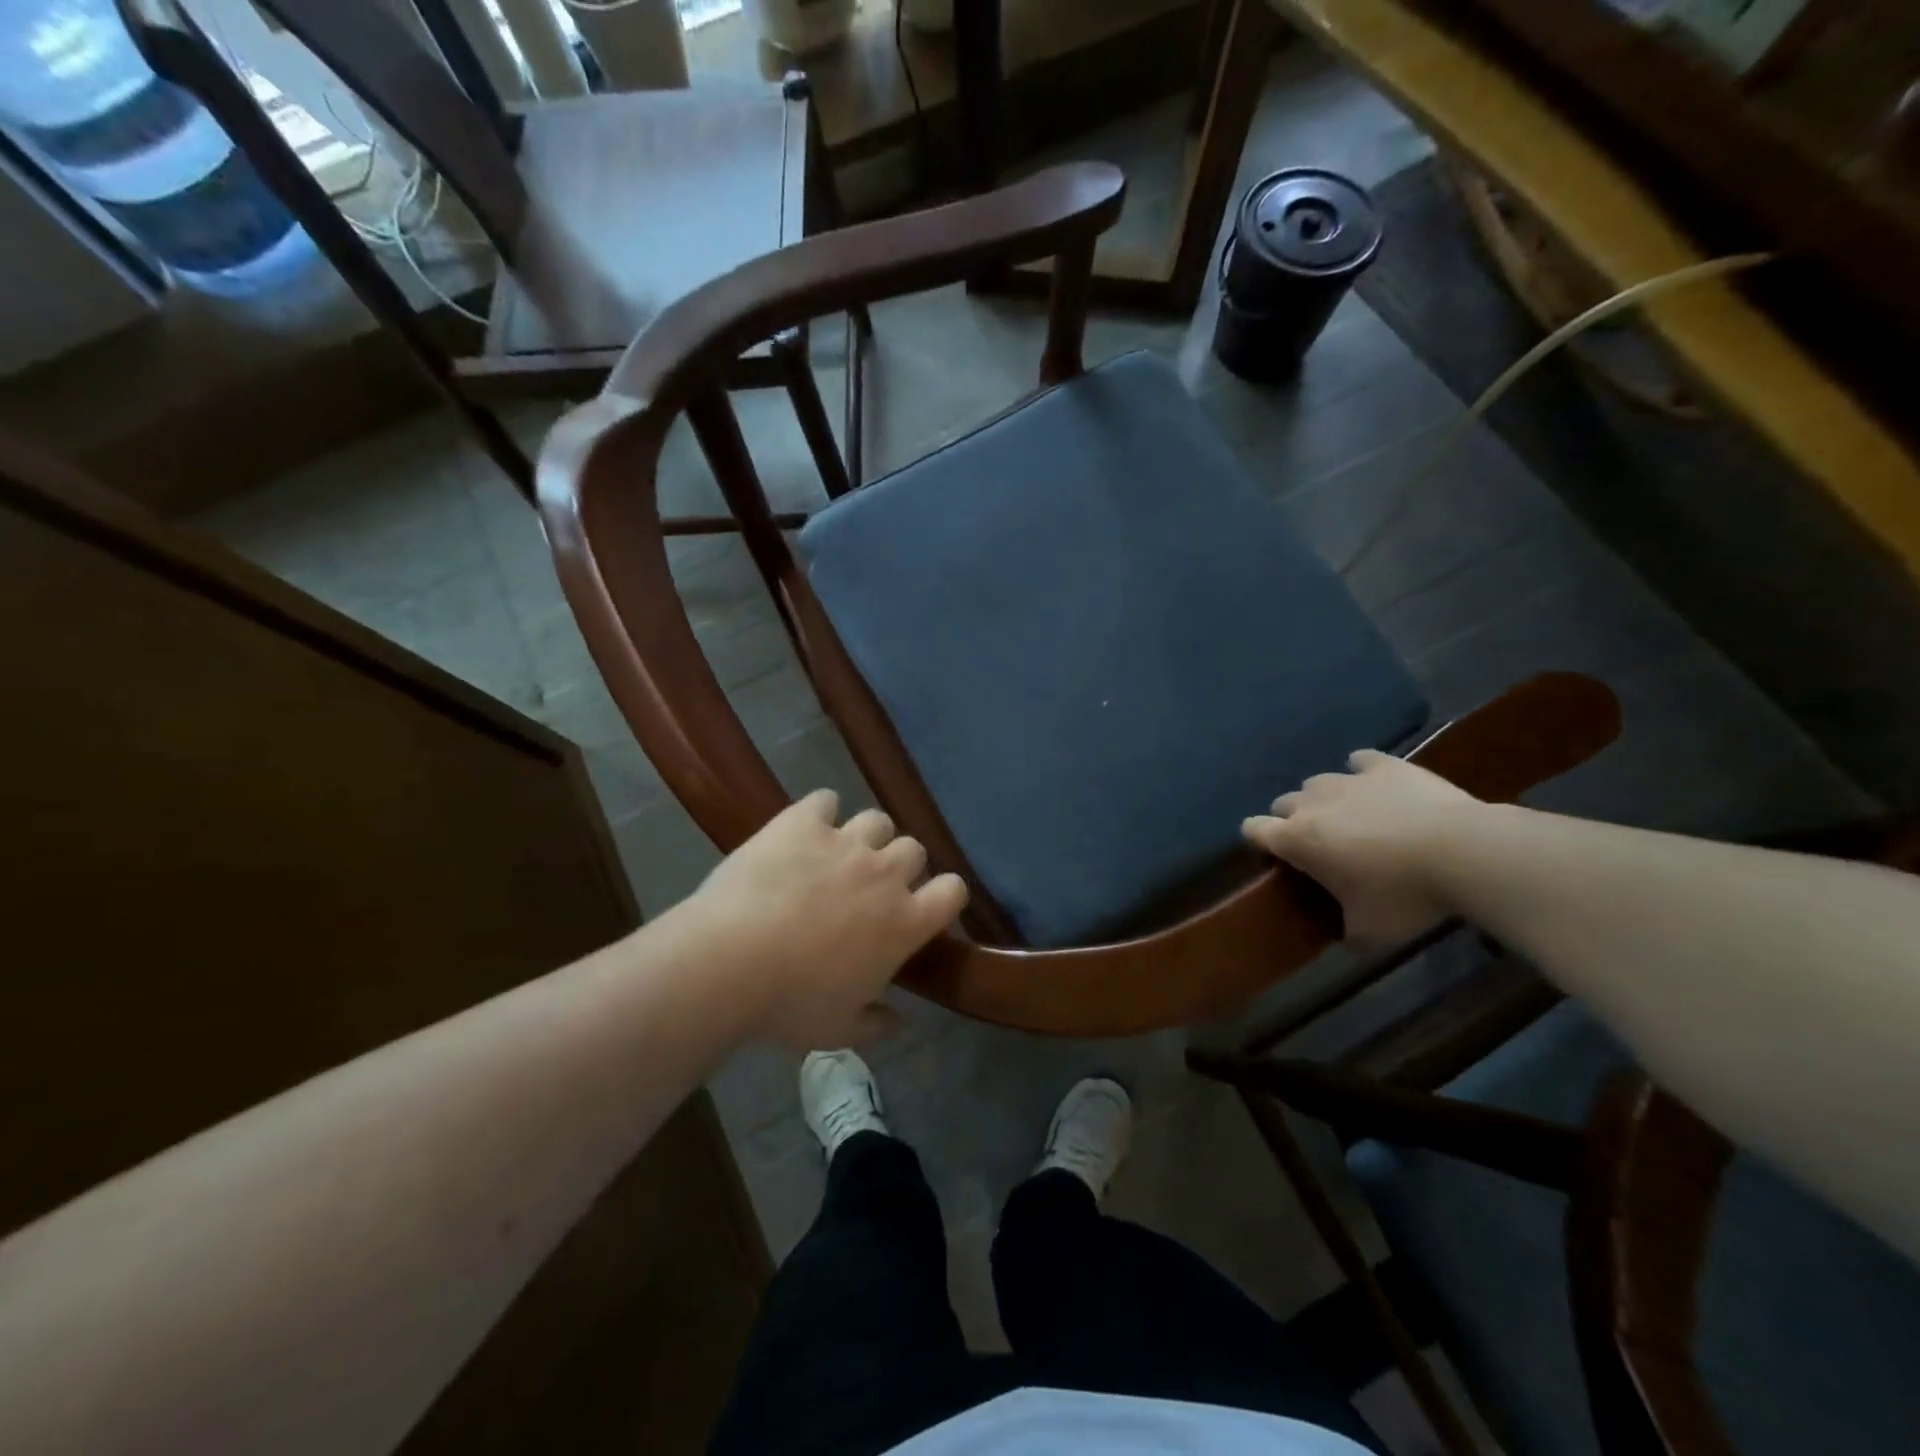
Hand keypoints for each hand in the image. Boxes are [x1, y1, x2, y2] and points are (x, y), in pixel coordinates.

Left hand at [683, 790, 967, 1048]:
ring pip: (877, 820)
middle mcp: (884, 873)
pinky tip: (804, 830)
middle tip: (870, 887)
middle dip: (899, 865)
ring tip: (839, 855)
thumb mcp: (838, 1029)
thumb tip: (899, 1021)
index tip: (924, 907)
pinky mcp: (803, 822)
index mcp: (903, 922)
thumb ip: (876, 1024)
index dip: (944, 895)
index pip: (953, 891)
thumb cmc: (790, 1002)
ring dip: (866, 836)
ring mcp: (844, 842)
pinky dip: (820, 812)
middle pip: (914, 849)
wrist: (728, 961)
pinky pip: (825, 800)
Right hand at [1242, 750, 1481, 945]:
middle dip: (1294, 820)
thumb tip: (1347, 940)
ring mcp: (1348, 780)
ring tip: (1353, 817)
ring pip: (1318, 782)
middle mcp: (1312, 804)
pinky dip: (1363, 772)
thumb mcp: (1371, 931)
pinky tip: (1378, 787)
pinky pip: (1361, 762)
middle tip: (1322, 845)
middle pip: (1284, 803)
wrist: (1463, 851)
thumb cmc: (1405, 894)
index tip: (1276, 855)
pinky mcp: (1384, 766)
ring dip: (1326, 798)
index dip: (1258, 840)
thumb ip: (1348, 931)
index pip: (1253, 829)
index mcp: (1297, 840)